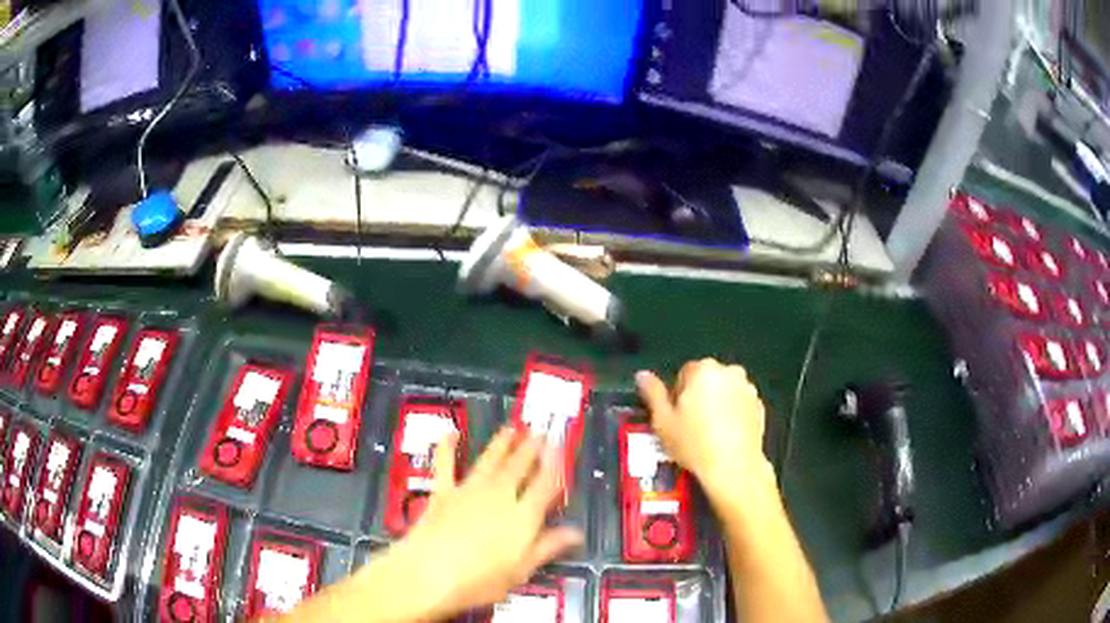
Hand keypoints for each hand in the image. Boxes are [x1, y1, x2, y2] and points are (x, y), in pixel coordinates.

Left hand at [391, 428, 583, 620]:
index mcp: (523, 517)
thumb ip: (547, 547)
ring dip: (502, 443)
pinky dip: (447, 447)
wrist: (429, 573)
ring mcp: (469, 491)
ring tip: (512, 428)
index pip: (545, 485)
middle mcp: (499, 496)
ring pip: (491, 461)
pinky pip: (446, 464)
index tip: (560, 447)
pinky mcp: (442, 492)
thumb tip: (577, 533)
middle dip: (532, 448)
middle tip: (541, 431)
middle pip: (520, 467)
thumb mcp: (521, 571)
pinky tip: (451, 432)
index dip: (554, 465)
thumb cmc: (479, 580)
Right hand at [635, 359, 771, 494]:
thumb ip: (653, 393)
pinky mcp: (760, 406)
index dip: (677, 396)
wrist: (734, 466)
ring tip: (709, 432)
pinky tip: (726, 436)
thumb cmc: (693, 442)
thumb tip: (642, 375)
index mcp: (703, 369)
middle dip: (699, 396)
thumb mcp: (663, 421)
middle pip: (707, 379)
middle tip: (690, 425)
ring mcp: (748, 388)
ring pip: (725, 391)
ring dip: (717, 403)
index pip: (685, 373)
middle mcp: (729, 371)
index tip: (676, 417)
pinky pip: (740, 404)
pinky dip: (733, 414)